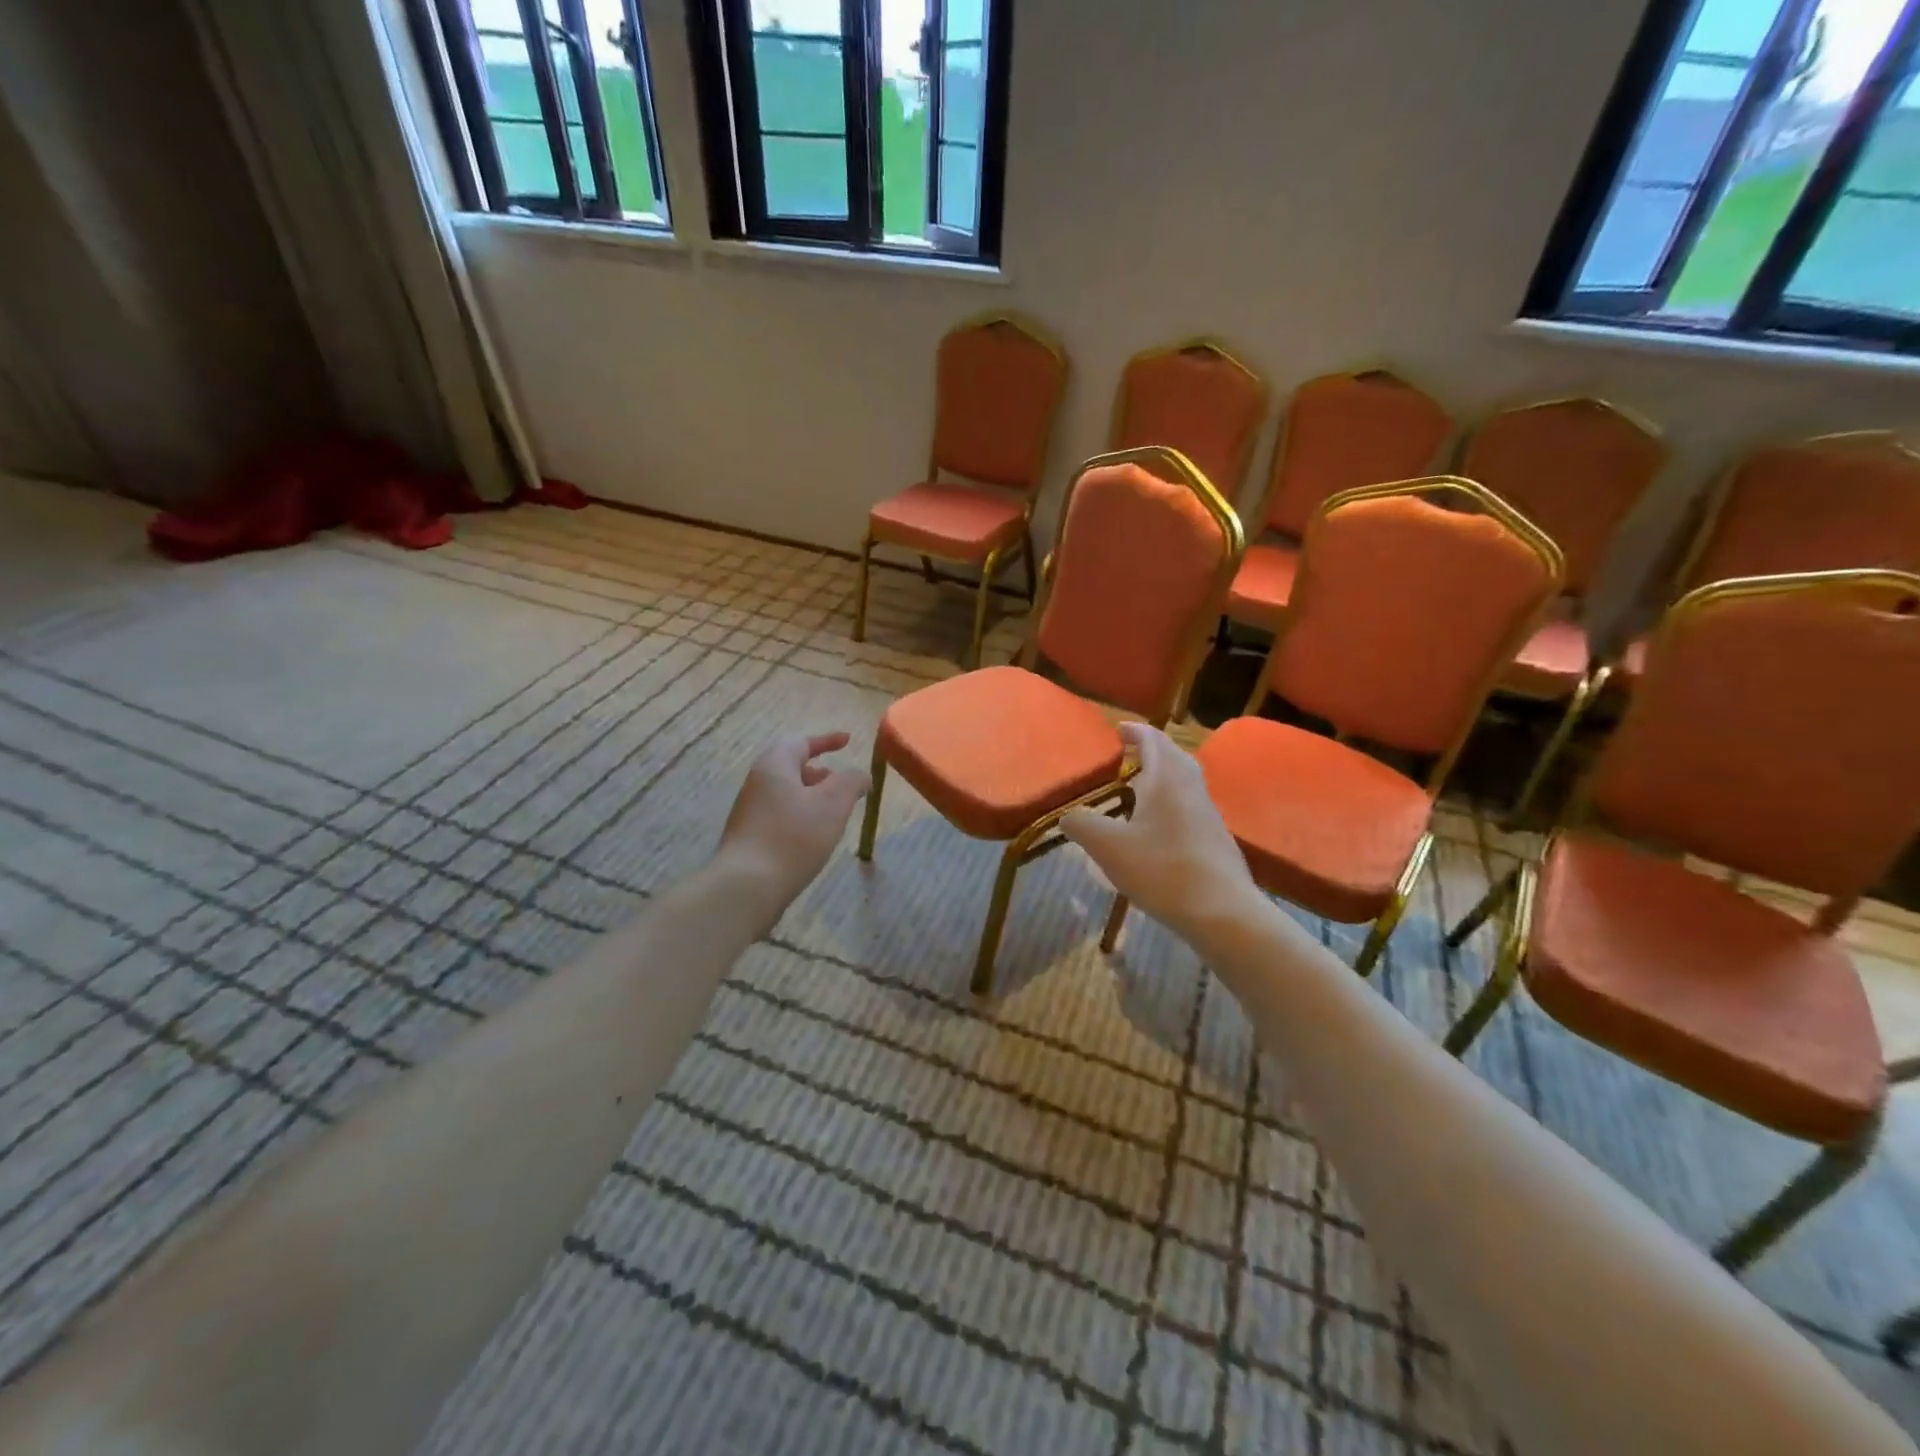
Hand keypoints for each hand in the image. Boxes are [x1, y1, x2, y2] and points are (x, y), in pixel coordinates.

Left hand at [717, 732, 871, 913]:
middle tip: (842, 782)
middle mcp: (757, 782)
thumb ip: (852, 781)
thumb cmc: (794, 836)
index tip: (848, 741)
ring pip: (786, 793)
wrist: (747, 886)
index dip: (827, 740)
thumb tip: (860, 775)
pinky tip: (813, 838)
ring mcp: (749, 811)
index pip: (801, 742)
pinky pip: (779, 816)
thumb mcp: (834, 803)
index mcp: (774, 765)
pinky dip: (800, 817)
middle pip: (791, 767)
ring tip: (834, 813)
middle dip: (820, 772)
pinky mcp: (748, 838)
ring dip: (811, 796)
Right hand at [1061, 722, 1260, 941]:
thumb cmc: (1162, 869)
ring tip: (1135, 792)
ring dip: (1161, 778)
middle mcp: (1191, 787)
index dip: (1133, 731)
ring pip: (1184, 782)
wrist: (1222, 912)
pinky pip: (1189, 807)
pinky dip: (1170, 804)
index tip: (1116, 731)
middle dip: (1149, 751)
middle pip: (1172, 756)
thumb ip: (1082, 825)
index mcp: (1166, 778)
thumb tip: (1067, 816)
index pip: (1152, 739)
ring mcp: (1208, 813)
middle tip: (1124, 758)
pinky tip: (1155, 829)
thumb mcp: (1108, 847)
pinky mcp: (1216, 838)